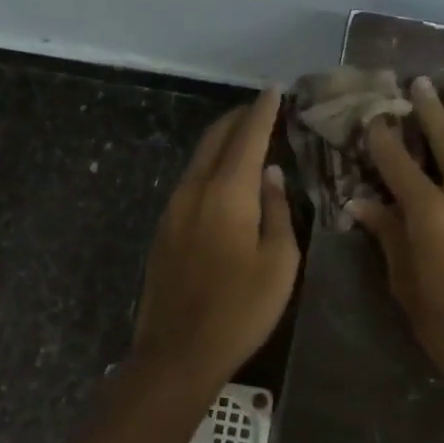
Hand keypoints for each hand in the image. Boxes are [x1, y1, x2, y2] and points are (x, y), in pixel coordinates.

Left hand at [131, 88, 299, 387]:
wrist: (178, 352)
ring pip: (199, 158)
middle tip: (261, 108)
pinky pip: (190, 181)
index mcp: (227, 193)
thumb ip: (277, 211)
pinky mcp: (164, 229)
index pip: (247, 137)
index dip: (262, 111)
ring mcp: (173, 209)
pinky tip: (224, 177)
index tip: (275, 89)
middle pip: (215, 139)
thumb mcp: (279, 262)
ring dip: (222, 141)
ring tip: (246, 136)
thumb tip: (272, 174)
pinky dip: (211, 165)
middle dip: (238, 118)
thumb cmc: (241, 309)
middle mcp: (194, 190)